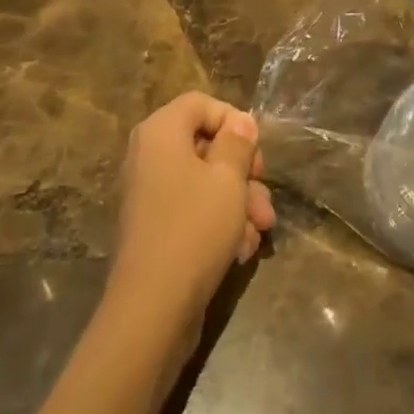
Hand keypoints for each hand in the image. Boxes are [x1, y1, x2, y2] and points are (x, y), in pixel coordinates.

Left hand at [106, 93, 276, 348]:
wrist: (153, 310)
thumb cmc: (194, 229)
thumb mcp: (228, 179)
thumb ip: (238, 143)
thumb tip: (241, 122)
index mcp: (160, 133)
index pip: (200, 104)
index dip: (233, 120)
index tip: (255, 150)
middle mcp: (149, 156)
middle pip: (206, 144)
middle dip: (243, 171)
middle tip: (264, 193)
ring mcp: (150, 194)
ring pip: (205, 181)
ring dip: (238, 201)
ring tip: (261, 230)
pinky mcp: (156, 228)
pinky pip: (194, 210)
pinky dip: (220, 223)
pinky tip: (242, 249)